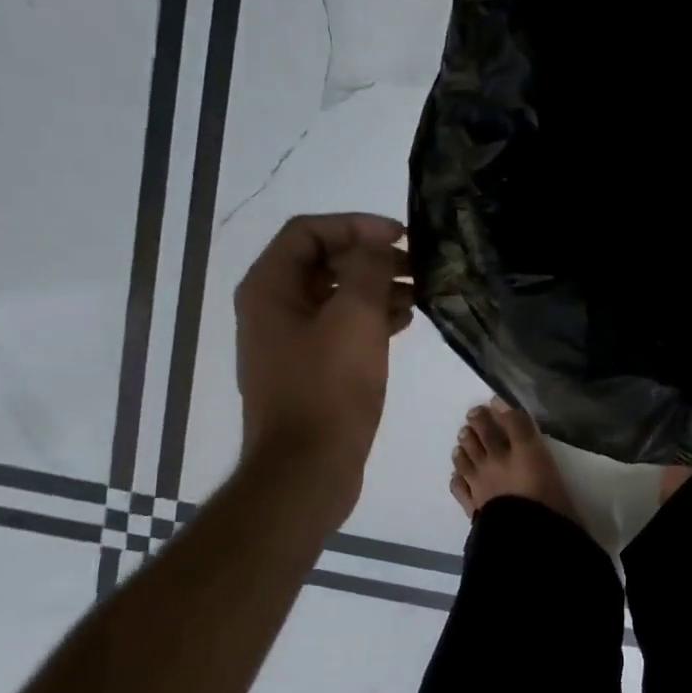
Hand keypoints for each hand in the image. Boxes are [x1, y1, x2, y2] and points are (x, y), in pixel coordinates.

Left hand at [233, 213, 412, 507]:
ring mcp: (291, 341)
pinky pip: (342, 327)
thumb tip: (375, 244)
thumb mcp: (354, 318)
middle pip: (325, 263)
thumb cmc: (329, 388)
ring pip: (337, 296)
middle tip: (418, 266)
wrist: (308, 467)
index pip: (310, 232)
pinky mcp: (311, 368)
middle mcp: (274, 308)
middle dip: (372, 258)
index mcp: (270, 288)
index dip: (356, 225)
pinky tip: (405, 323)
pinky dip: (372, 318)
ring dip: (377, 288)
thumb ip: (367, 269)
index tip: (401, 236)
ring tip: (421, 294)